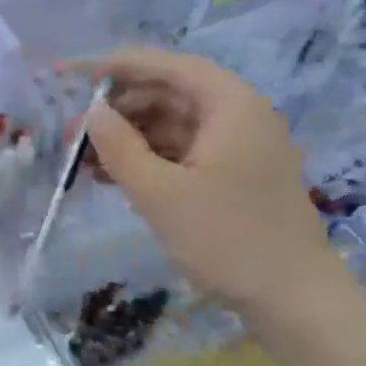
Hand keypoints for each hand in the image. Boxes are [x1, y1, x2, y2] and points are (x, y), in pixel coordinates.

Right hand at [81, 47, 351, 330]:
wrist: (293, 299)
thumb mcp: (160, 193)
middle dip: (118, 110)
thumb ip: (120, 147)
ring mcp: (239, 147)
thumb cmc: (227, 238)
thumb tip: (93, 112)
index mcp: (230, 104)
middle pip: (169, 94)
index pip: (167, 65)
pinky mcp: (235, 177)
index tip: (72, 74)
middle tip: (71, 132)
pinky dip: (149, 160)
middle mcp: (239, 115)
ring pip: (174, 127)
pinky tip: (112, 177)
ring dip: (129, 139)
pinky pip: (184, 153)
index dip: (116, 66)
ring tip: (81, 159)